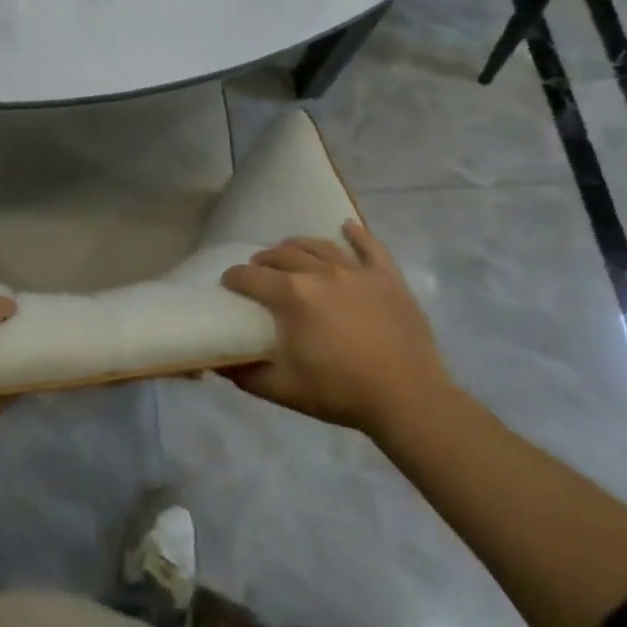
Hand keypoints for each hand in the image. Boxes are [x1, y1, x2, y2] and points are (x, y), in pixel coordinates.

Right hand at [220, 220, 453, 438]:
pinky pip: (370, 246)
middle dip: (263, 261)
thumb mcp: (283, 389)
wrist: (409, 399)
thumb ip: (245, 374)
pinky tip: (347, 227)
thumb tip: (218, 362)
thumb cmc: (341, 393)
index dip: (234, 278)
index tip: (228, 284)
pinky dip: (356, 234)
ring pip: (319, 246)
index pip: (250, 277)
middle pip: (282, 255)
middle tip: (258, 272)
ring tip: (290, 252)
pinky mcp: (387, 277)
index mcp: (292, 295)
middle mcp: (320, 272)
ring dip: (298, 246)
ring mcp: (356, 271)